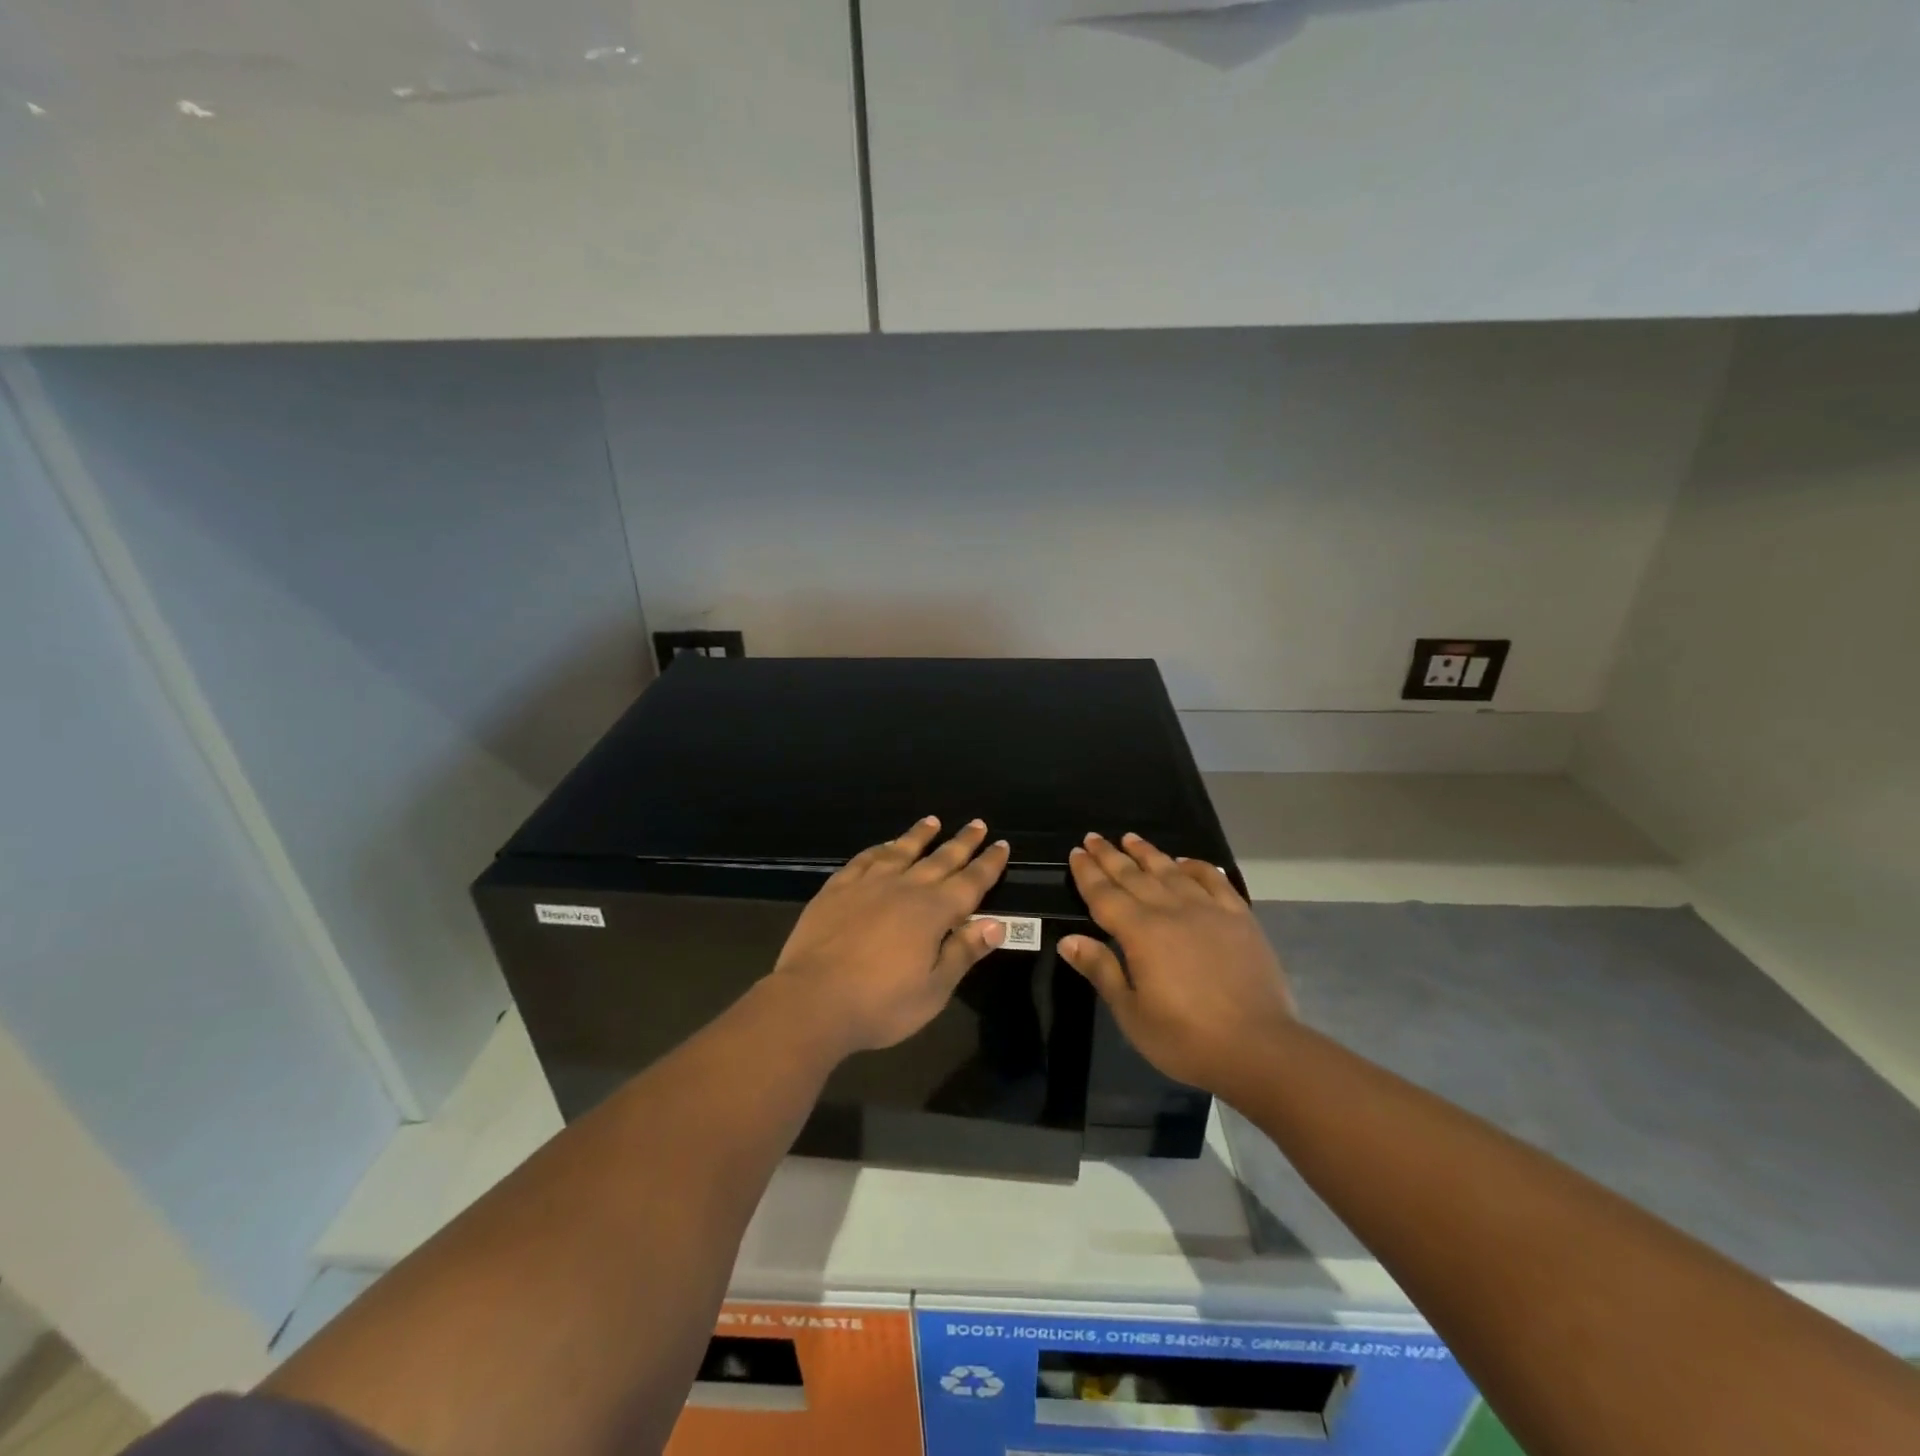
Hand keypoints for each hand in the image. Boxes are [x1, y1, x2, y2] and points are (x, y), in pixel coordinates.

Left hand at [769, 817, 1010, 1054]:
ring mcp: (868, 884)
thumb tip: (997, 923)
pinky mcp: (837, 888)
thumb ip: (964, 952)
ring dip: (919, 835)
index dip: (988, 864)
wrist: (812, 1000)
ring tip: (932, 821)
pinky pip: (864, 859)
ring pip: (901, 851)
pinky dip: (879, 849)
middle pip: (941, 859)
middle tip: (977, 824)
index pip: (971, 882)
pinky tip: (883, 846)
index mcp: (934, 912)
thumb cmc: (881, 1004)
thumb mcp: (934, 989)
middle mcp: (905, 887)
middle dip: (962, 842)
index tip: (1002, 844)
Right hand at [1059, 832, 1294, 1095]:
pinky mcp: (1239, 918)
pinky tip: (1186, 862)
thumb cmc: (1185, 1039)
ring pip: (1171, 872)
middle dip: (1110, 856)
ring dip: (1148, 853)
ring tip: (1131, 838)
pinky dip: (1197, 866)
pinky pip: (1214, 880)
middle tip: (1094, 837)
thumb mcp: (1131, 1013)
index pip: (1105, 895)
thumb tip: (1068, 940)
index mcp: (1140, 933)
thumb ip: (1101, 970)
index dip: (1088, 873)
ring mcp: (1208, 910)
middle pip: (1134, 876)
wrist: (1259, 1048)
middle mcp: (1171, 911)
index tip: (1076, 852)